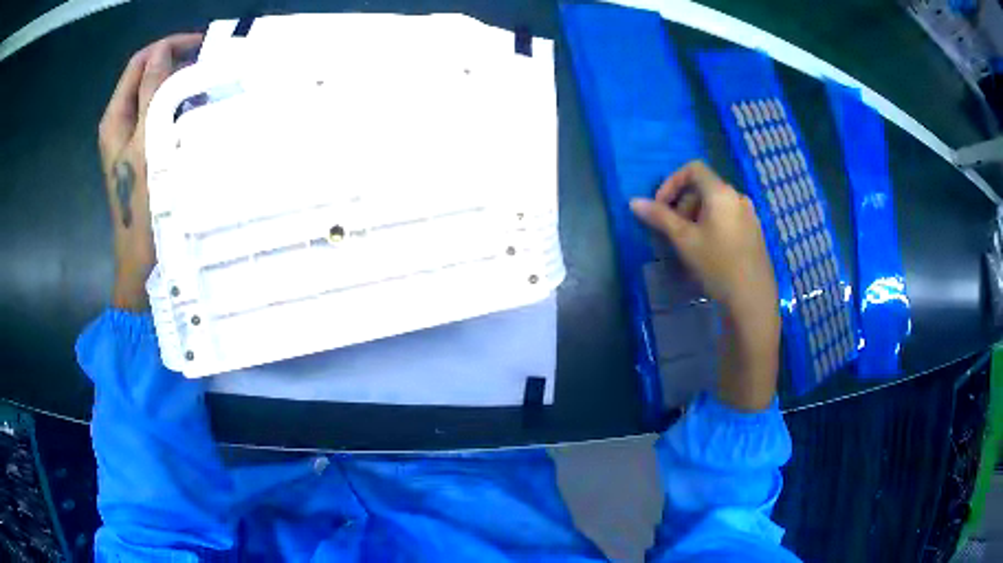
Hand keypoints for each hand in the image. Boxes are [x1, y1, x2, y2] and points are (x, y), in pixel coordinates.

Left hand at [98, 33, 201, 310]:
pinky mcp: (142, 153)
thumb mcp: (145, 141)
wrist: (142, 256)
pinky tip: (194, 113)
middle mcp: (120, 123)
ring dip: (179, 85)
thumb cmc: (142, 200)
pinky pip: (159, 116)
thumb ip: (151, 93)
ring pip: (155, 95)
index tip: (200, 44)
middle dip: (175, 63)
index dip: (167, 46)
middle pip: (146, 76)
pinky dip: (177, 106)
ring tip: (205, 87)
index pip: (140, 62)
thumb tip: (162, 51)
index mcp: (115, 116)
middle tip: (207, 66)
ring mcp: (130, 139)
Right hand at [630, 161, 780, 410]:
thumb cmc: (717, 265)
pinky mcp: (754, 232)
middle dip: (683, 203)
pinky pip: (728, 217)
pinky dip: (712, 224)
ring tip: (688, 243)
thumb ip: (659, 217)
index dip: (671, 182)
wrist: (752, 299)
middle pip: (704, 186)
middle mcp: (738, 197)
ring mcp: (749, 215)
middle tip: (672, 230)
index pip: (693, 168)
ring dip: (696, 215)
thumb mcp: (684, 240)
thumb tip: (634, 202)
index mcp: (721, 192)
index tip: (660, 206)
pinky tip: (708, 251)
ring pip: (715, 204)